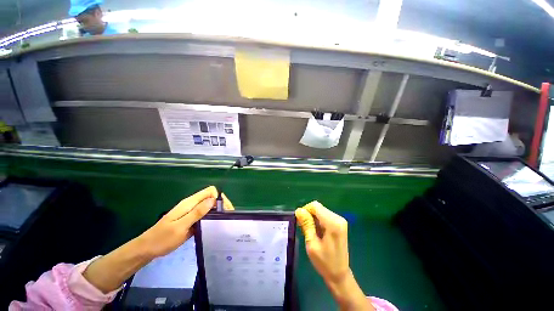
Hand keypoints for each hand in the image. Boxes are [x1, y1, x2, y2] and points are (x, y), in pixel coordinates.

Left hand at [138, 186, 233, 257]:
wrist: (148, 248)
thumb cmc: (162, 238)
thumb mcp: (180, 226)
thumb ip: (197, 212)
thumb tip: (213, 200)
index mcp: (189, 203)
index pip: (210, 191)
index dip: (219, 197)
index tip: (225, 209)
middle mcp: (192, 205)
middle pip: (211, 197)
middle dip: (221, 204)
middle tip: (227, 217)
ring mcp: (191, 212)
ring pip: (209, 206)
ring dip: (217, 211)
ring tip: (223, 221)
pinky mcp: (191, 219)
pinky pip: (205, 214)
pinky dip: (211, 217)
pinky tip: (214, 225)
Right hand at [296, 201, 373, 310]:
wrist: (339, 274)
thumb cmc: (324, 262)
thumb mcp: (312, 244)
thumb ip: (306, 224)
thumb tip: (298, 210)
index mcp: (332, 223)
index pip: (315, 206)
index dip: (305, 210)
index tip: (300, 221)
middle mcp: (338, 218)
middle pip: (318, 207)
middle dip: (308, 214)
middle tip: (303, 228)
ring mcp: (340, 220)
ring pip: (321, 211)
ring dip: (312, 218)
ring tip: (309, 231)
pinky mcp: (339, 223)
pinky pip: (325, 215)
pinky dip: (318, 220)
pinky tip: (316, 231)